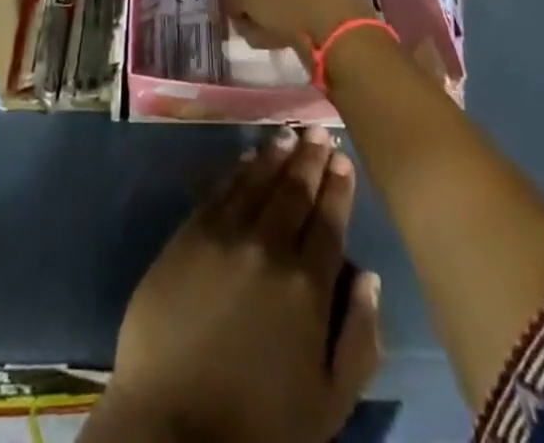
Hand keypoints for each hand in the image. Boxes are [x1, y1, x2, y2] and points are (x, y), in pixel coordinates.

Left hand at [93, 127, 382, 442]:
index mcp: (308, 286)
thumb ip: (358, 339)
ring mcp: (226, 235)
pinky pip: (221, 190)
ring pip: (258, 181)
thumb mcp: (328, 402)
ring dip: (276, 155)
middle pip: (295, 191)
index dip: (338, 188)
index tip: (343, 160)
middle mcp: (269, 247)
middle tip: (320, 131)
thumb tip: (369, 278)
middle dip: (311, 159)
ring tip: (290, 135)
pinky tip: (247, 157)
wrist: (174, 426)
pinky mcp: (190, 234)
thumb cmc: (259, 425)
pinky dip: (238, 170)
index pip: (329, 222)